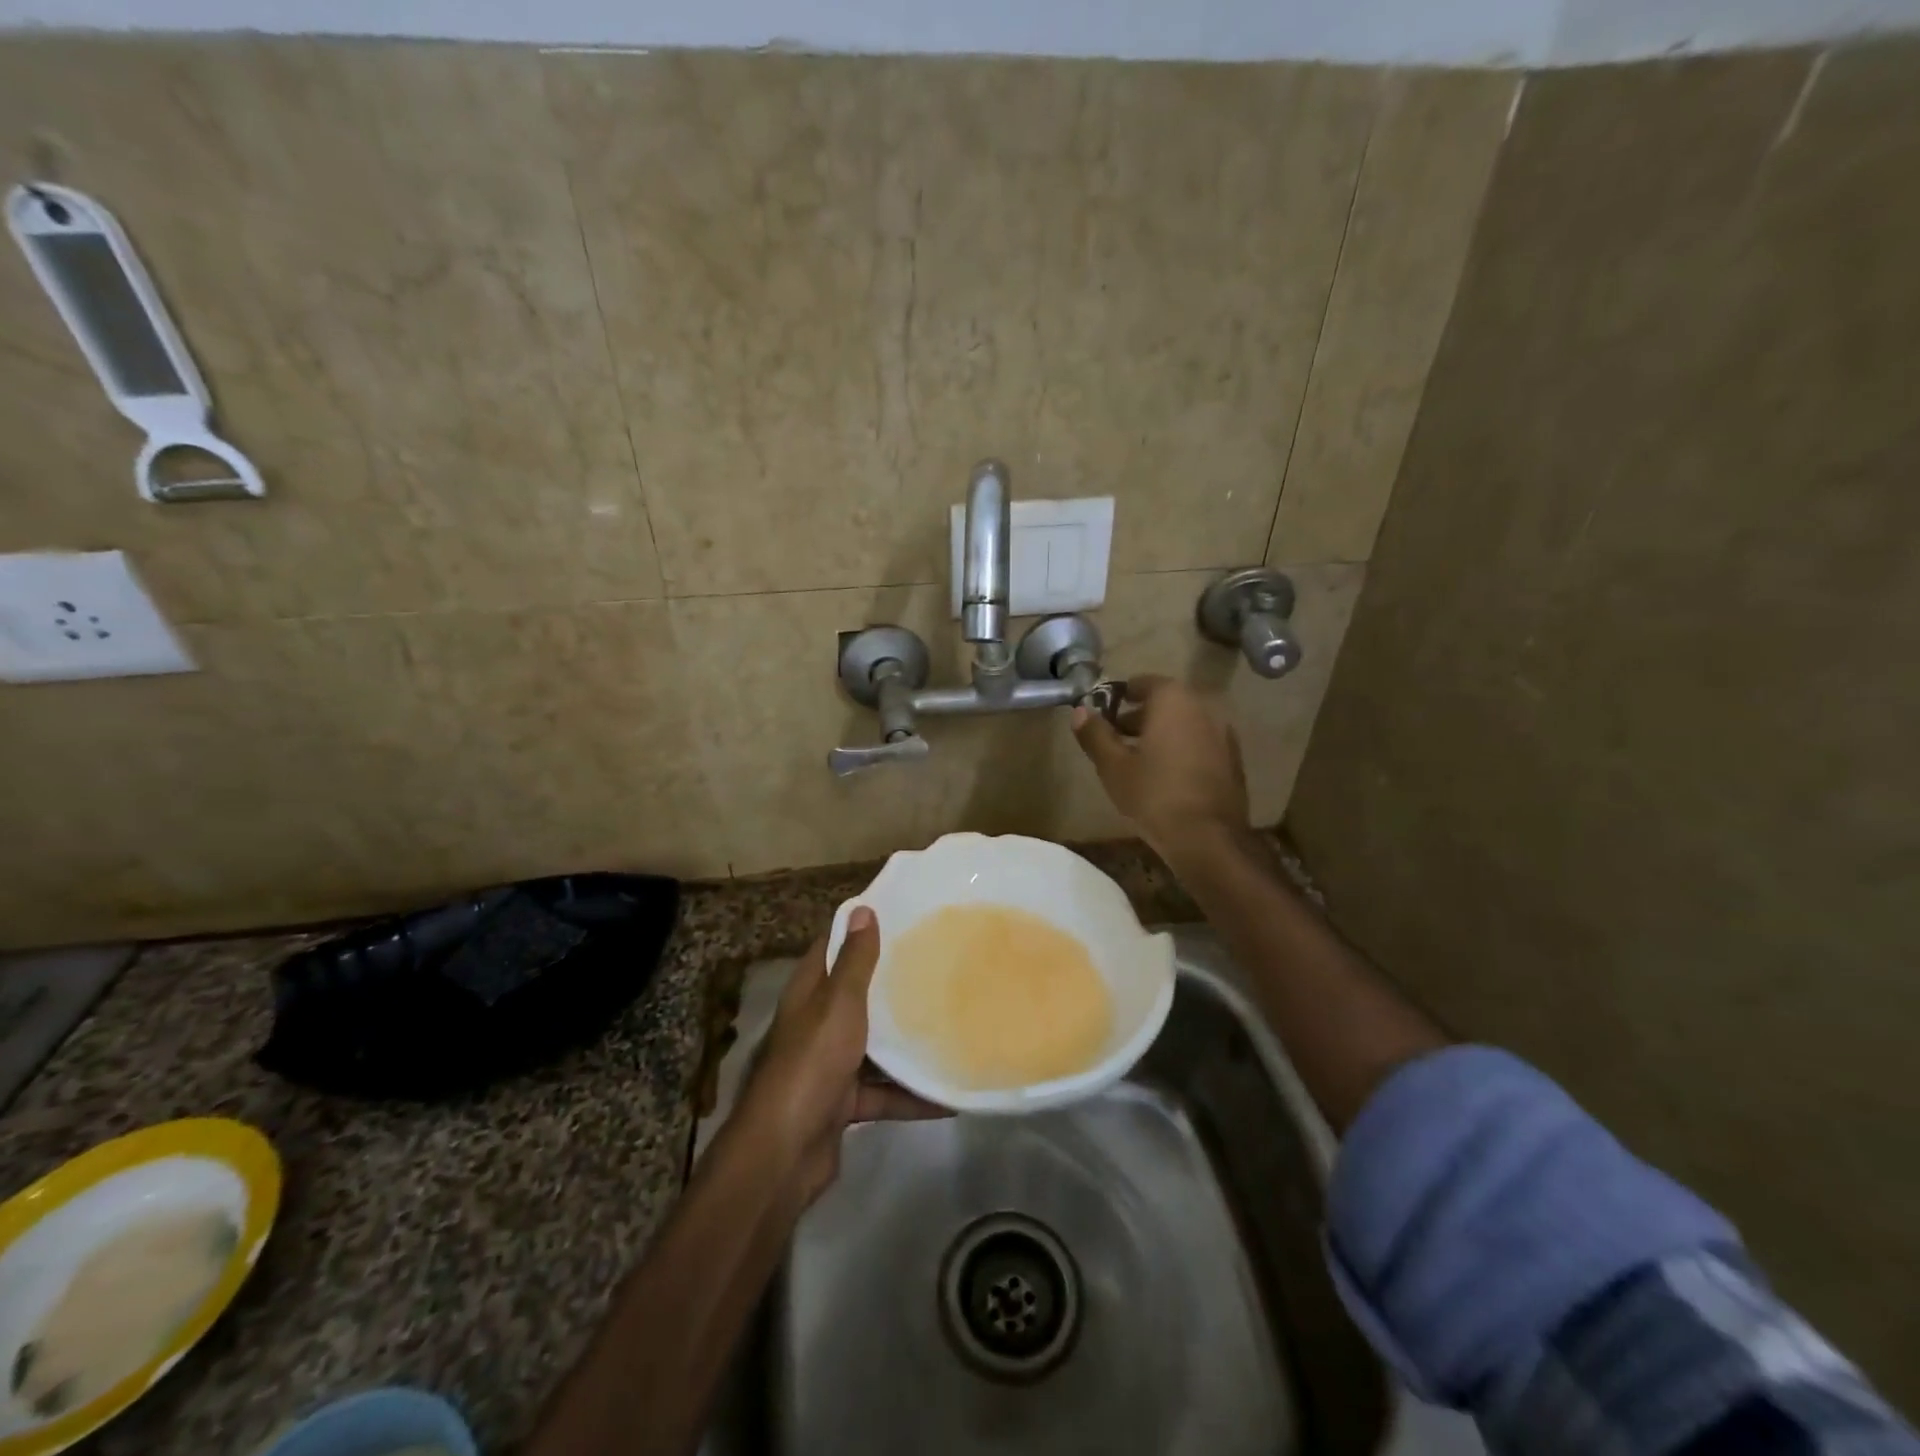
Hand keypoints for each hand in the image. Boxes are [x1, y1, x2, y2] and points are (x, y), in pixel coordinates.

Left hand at [735, 907, 946, 1205]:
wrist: (784, 1153)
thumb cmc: (812, 1063)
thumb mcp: (837, 1004)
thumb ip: (853, 962)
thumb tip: (862, 908)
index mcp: (809, 994)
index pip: (831, 949)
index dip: (859, 931)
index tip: (901, 916)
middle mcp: (816, 1025)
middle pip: (856, 996)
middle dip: (891, 984)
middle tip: (938, 965)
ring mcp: (829, 1066)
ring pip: (873, 1046)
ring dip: (905, 1042)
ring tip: (950, 1025)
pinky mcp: (843, 1104)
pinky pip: (883, 1093)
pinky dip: (911, 1095)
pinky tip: (948, 1096)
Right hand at [1071, 675, 1248, 862]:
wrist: (1208, 839)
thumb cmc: (1154, 794)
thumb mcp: (1113, 766)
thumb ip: (1095, 734)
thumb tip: (1080, 712)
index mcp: (1174, 700)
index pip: (1142, 682)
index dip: (1119, 696)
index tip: (1103, 713)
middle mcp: (1204, 707)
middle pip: (1166, 702)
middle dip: (1139, 716)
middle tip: (1115, 737)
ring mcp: (1224, 733)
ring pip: (1184, 723)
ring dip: (1161, 733)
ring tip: (1137, 759)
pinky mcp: (1233, 759)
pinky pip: (1199, 742)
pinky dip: (1181, 748)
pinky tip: (1165, 775)